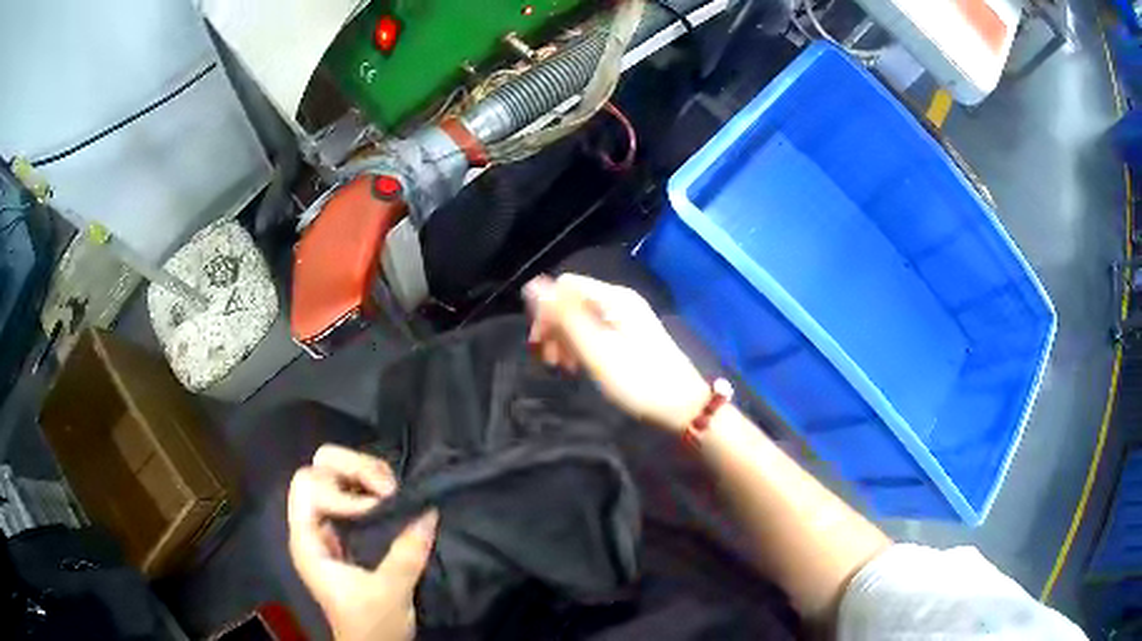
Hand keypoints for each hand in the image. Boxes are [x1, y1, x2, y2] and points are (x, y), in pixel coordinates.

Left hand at [288, 445, 438, 640]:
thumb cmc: (371, 626)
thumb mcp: (389, 593)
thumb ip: (405, 554)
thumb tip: (428, 511)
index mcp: (308, 541)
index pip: (307, 488)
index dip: (340, 490)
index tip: (378, 510)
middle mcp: (313, 526)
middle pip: (319, 470)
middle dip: (353, 470)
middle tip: (388, 489)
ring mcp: (330, 526)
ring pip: (337, 474)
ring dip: (367, 474)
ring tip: (395, 492)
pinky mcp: (348, 530)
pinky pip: (354, 491)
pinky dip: (374, 486)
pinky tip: (394, 498)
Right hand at [523, 273, 709, 432]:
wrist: (683, 407)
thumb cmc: (637, 380)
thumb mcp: (596, 350)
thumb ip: (564, 317)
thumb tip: (532, 286)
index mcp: (613, 297)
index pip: (564, 286)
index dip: (545, 311)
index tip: (540, 344)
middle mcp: (620, 300)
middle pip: (572, 301)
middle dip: (554, 327)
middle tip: (549, 361)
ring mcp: (627, 318)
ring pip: (582, 317)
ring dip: (565, 339)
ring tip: (563, 368)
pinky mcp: (630, 336)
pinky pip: (595, 330)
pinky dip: (581, 346)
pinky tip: (580, 367)